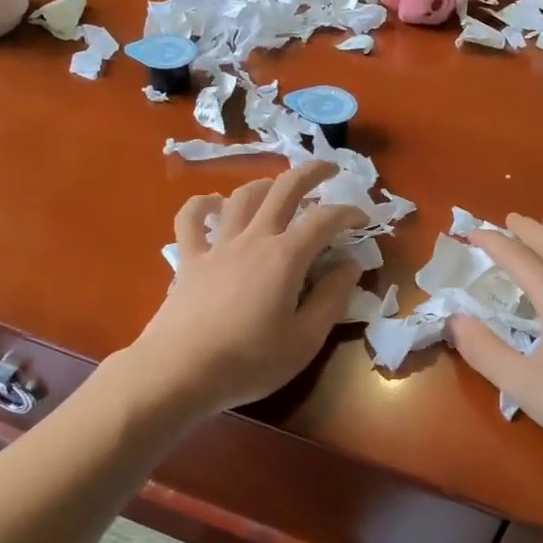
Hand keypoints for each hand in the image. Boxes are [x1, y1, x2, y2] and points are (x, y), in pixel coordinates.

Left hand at [127, 160, 366, 419]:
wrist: (178, 373)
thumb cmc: (249, 362)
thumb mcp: (305, 340)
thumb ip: (332, 298)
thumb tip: (351, 265)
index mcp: (286, 257)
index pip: (325, 219)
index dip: (348, 212)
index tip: (364, 219)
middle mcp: (253, 239)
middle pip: (284, 189)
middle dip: (311, 173)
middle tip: (330, 170)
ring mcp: (217, 246)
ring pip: (242, 197)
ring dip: (265, 185)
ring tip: (278, 189)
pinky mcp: (189, 259)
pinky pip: (190, 220)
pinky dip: (203, 205)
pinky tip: (213, 205)